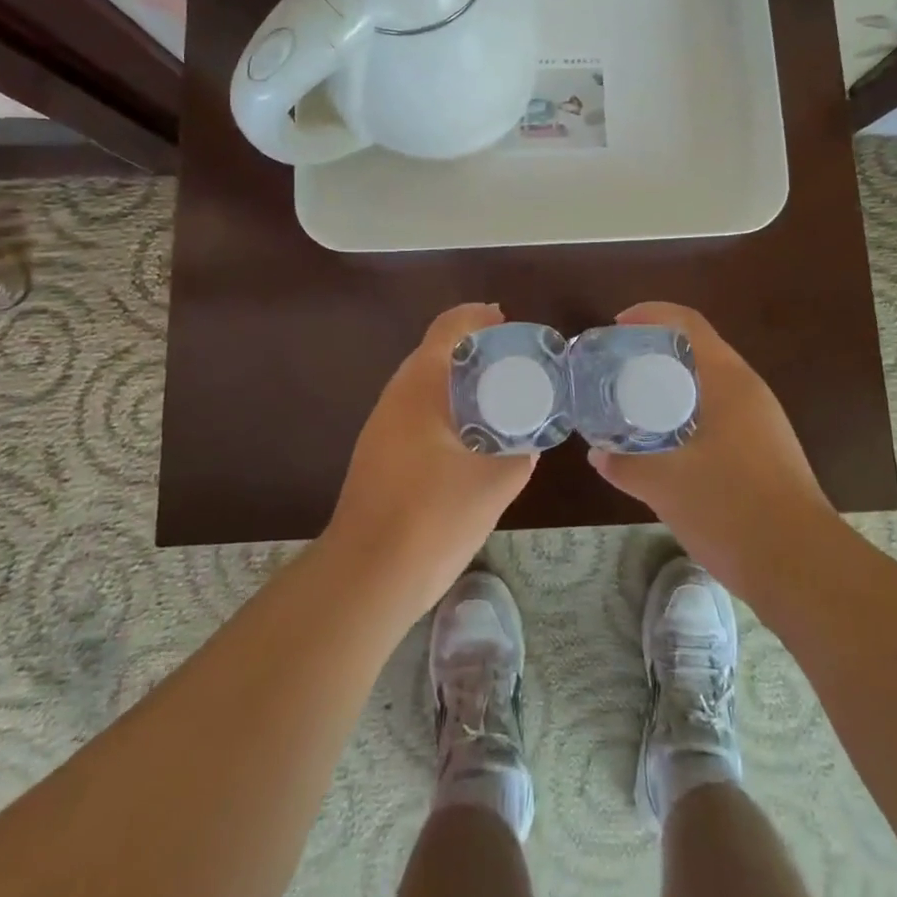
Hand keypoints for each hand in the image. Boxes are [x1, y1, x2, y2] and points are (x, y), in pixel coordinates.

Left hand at [324, 303, 534, 619]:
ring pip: (426, 386)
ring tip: (500, 397)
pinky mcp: (380, 455)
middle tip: (515, 362)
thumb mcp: (494, 483)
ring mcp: (382, 427)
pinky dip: (448, 409)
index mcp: (420, 387)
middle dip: (474, 351)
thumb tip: (531, 440)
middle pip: (435, 353)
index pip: (448, 329)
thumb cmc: (431, 518)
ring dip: (460, 382)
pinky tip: (472, 438)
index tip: (508, 322)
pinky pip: (419, 413)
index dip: (477, 317)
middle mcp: (396, 397)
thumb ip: (520, 452)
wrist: (366, 578)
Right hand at [589, 302, 839, 598]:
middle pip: (698, 350)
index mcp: (729, 380)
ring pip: (709, 385)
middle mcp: (749, 391)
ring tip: (633, 403)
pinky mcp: (766, 452)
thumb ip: (627, 464)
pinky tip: (665, 443)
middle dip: (656, 352)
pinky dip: (687, 414)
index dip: (650, 314)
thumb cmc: (732, 509)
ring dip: (672, 386)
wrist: (802, 569)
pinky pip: (719, 415)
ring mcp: (762, 423)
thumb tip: (598, 453)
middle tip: (617, 369)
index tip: (616, 327)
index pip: (689, 323)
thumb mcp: (666, 485)